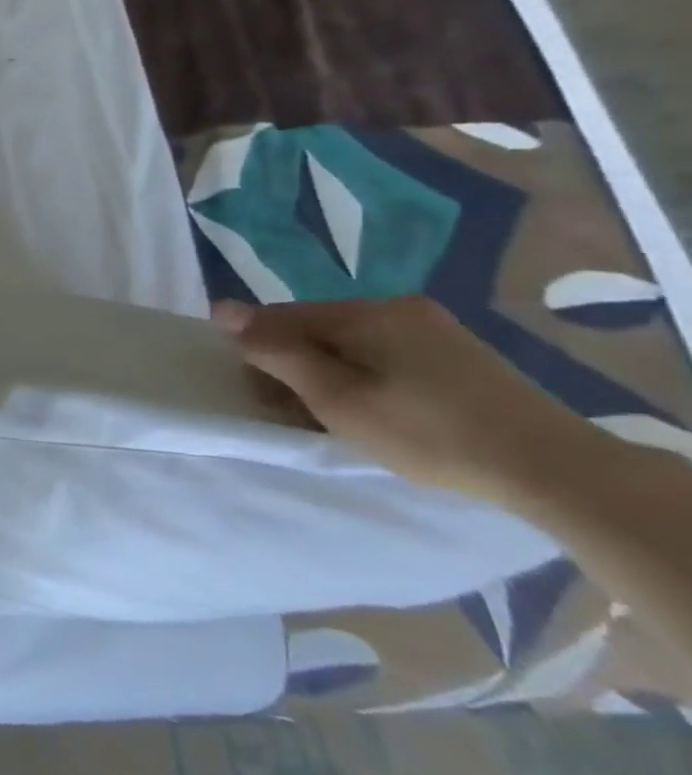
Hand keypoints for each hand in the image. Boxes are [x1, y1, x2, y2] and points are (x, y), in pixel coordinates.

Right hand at [214, 295, 609, 503]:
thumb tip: (221, 309)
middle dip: (292, 364)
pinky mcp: (455, 352)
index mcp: (365, 311)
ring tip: (330, 415)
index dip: (257, 351)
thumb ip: (276, 351)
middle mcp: (396, 306)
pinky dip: (361, 375)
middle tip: (290, 411)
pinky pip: (382, 352)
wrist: (553, 468)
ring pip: (348, 342)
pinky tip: (372, 408)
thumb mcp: (336, 397)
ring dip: (326, 373)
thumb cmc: (427, 433)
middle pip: (315, 327)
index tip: (255, 393)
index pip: (281, 316)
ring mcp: (432, 327)